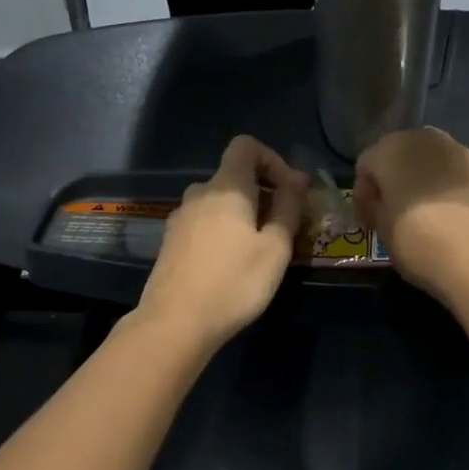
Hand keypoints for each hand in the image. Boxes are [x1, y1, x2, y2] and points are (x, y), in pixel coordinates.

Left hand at [135, 136, 309, 353]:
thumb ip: (288, 207)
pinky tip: (230, 265)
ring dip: (242, 215)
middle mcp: (198, 193)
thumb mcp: (275, 248)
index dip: (272, 159)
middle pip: (233, 176)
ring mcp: (179, 218)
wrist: (175, 323)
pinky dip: (222, 231)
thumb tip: (298, 177)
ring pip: (218, 202)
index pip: (246, 146)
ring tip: (258, 250)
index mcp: (226, 187)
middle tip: (282, 228)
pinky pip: (203, 222)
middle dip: (262, 192)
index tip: (289, 191)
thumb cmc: (234, 283)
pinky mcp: (170, 242)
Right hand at [354, 128, 468, 307]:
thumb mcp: (382, 230)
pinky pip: (456, 173)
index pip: (366, 165)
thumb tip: (380, 202)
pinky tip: (451, 214)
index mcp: (392, 151)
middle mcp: (426, 140)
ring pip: (431, 159)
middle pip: (400, 154)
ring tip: (423, 211)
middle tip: (392, 211)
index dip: (363, 195)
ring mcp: (461, 151)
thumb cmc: (419, 243)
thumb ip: (376, 207)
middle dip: (393, 179)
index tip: (367, 222)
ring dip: (421, 179)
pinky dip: (448, 187)